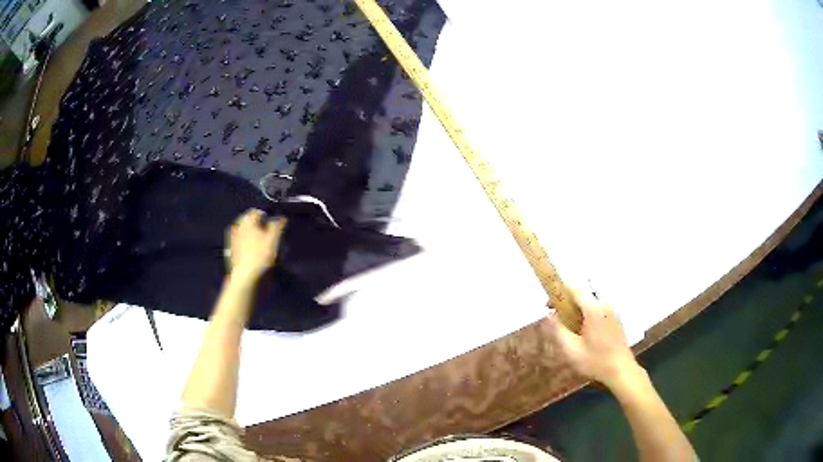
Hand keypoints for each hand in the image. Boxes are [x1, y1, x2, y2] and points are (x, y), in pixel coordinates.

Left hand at [226, 209, 286, 280]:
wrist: (245, 277)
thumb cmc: (260, 255)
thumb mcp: (274, 238)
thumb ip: (278, 225)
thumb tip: (281, 218)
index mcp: (246, 220)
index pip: (257, 212)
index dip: (268, 217)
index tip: (275, 227)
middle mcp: (237, 226)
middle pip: (250, 222)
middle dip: (260, 227)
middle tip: (270, 237)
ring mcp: (232, 239)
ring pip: (245, 233)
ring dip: (253, 236)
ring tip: (263, 246)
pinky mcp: (231, 251)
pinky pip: (241, 243)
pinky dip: (248, 245)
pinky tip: (254, 254)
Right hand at [543, 289, 640, 389]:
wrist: (621, 370)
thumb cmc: (595, 361)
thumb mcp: (571, 349)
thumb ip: (558, 330)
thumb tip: (548, 315)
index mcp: (594, 309)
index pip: (574, 290)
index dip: (559, 294)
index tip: (548, 305)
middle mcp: (605, 304)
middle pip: (583, 296)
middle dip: (568, 304)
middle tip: (557, 320)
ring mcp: (612, 311)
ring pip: (591, 304)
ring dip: (578, 311)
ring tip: (569, 328)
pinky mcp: (616, 319)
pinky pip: (599, 310)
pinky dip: (588, 316)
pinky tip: (584, 333)